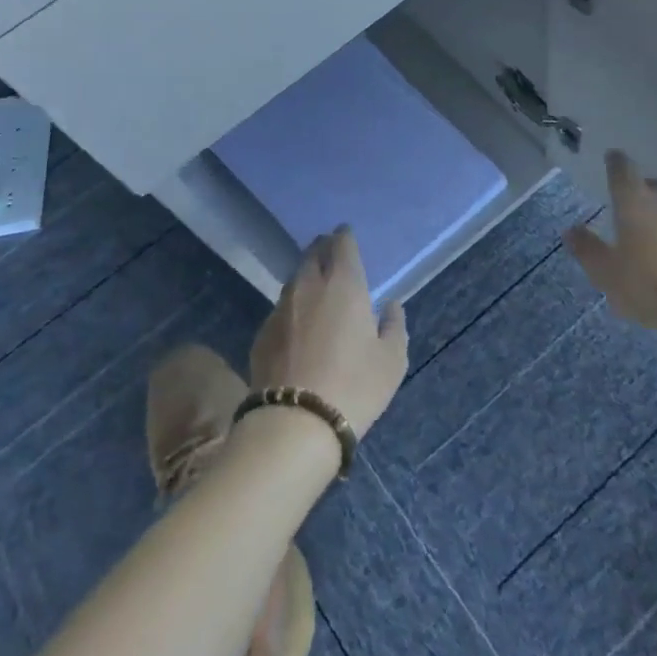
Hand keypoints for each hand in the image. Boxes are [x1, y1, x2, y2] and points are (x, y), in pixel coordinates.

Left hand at [249, 228, 407, 437]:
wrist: (295, 422)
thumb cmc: (354, 386)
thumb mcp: (391, 360)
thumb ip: (394, 326)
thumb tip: (391, 306)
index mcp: (343, 284)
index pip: (342, 245)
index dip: (344, 236)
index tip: (345, 234)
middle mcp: (308, 286)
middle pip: (312, 255)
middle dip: (322, 248)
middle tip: (329, 250)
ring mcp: (281, 308)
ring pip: (294, 280)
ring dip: (305, 275)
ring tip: (314, 282)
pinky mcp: (262, 333)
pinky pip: (281, 308)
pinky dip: (292, 306)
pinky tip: (297, 322)